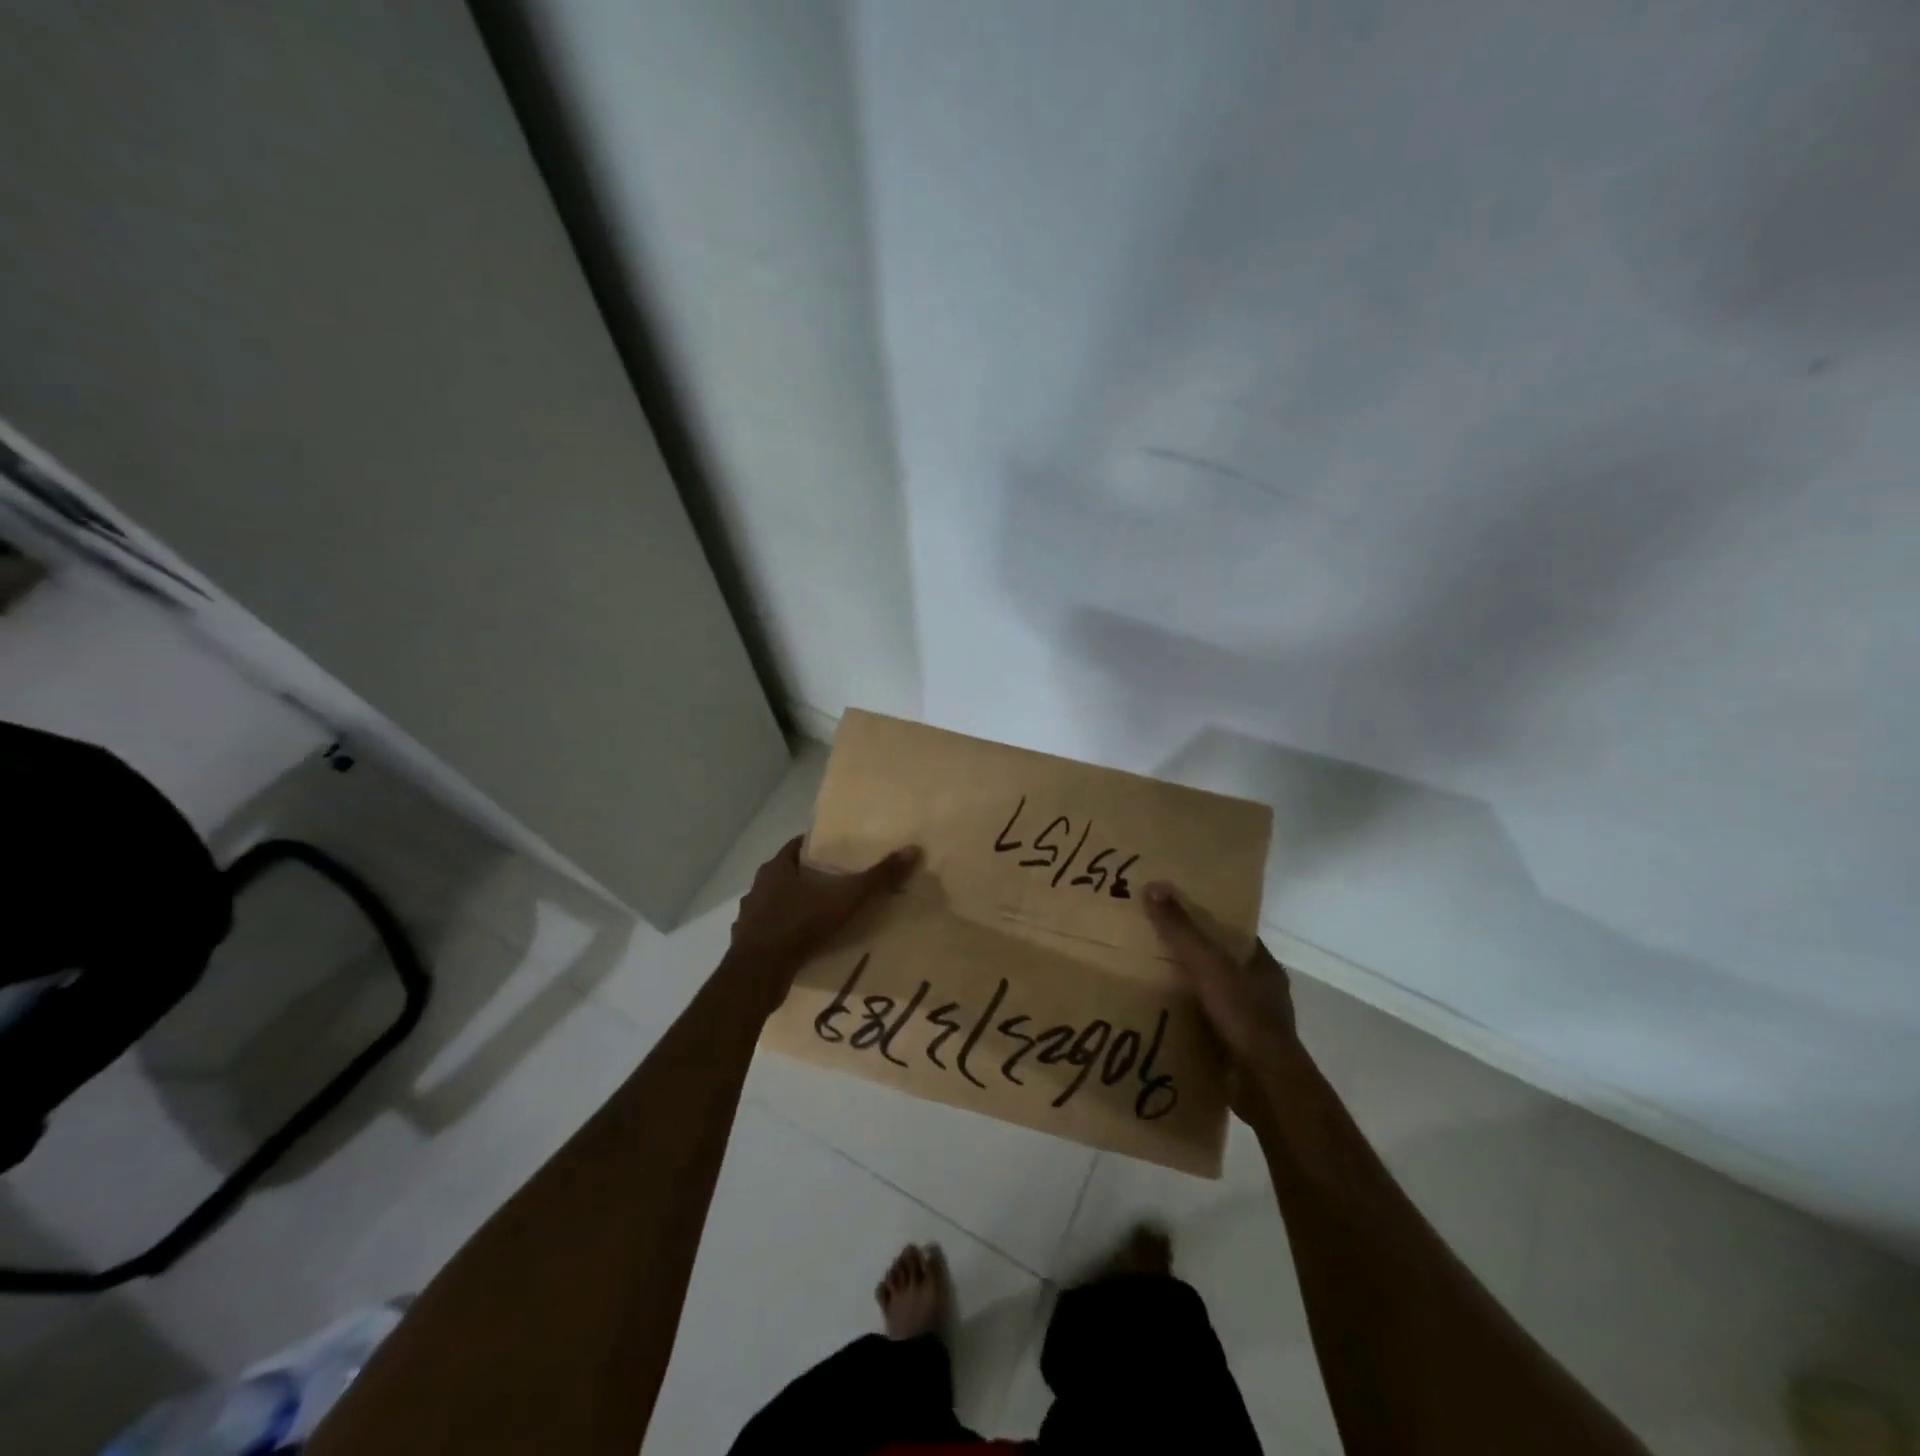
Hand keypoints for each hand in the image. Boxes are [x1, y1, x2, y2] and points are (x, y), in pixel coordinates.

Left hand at [725, 836, 920, 1010]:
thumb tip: (913, 850)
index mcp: (776, 868)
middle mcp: (758, 887)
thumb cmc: (798, 926)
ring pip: (778, 903)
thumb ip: (877, 877)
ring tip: (824, 915)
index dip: (819, 847)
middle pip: (789, 874)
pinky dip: (787, 933)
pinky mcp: (748, 943)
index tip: (841, 853)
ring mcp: (749, 916)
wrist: (757, 975)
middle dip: (812, 878)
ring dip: (797, 906)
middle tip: (840, 884)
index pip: (799, 846)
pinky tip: (804, 943)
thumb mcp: (844, 899)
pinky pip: (772, 931)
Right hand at [1143, 881, 1297, 1066]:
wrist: (1264, 1085)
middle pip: (1224, 966)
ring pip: (1216, 998)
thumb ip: (1182, 929)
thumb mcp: (1207, 964)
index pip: (1236, 936)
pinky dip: (1189, 1023)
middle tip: (1155, 946)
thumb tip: (1153, 886)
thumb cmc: (1243, 1015)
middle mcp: (1263, 994)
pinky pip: (1209, 1028)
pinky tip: (1161, 1018)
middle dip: (1195, 959)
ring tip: (1151, 981)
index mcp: (1264, 967)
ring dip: (1190, 993)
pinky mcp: (1240, 1053)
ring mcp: (1253, 1026)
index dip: (1210, 923)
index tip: (1179, 913)